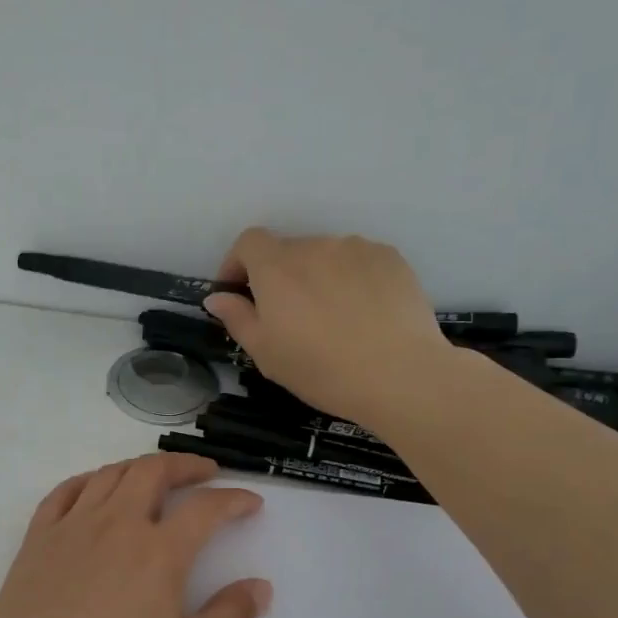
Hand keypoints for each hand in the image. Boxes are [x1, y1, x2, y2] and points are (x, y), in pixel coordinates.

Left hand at [0, 453, 271, 617]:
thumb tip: (260, 586)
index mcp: (159, 552)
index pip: (205, 508)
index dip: (233, 499)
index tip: (251, 503)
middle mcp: (116, 525)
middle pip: (152, 472)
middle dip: (185, 465)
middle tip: (204, 472)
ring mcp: (71, 528)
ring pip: (109, 476)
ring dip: (138, 467)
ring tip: (154, 477)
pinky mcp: (36, 542)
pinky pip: (62, 492)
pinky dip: (86, 480)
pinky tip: (94, 489)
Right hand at [204, 229, 459, 427]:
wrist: (399, 374)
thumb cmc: (321, 369)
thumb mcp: (266, 353)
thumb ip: (237, 318)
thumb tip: (217, 297)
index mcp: (277, 267)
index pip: (249, 242)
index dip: (238, 263)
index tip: (239, 293)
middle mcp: (315, 246)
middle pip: (288, 250)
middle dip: (281, 277)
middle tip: (290, 318)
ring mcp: (356, 248)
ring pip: (325, 256)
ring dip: (318, 277)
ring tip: (332, 318)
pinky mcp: (390, 258)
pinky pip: (359, 262)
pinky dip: (352, 279)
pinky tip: (364, 314)